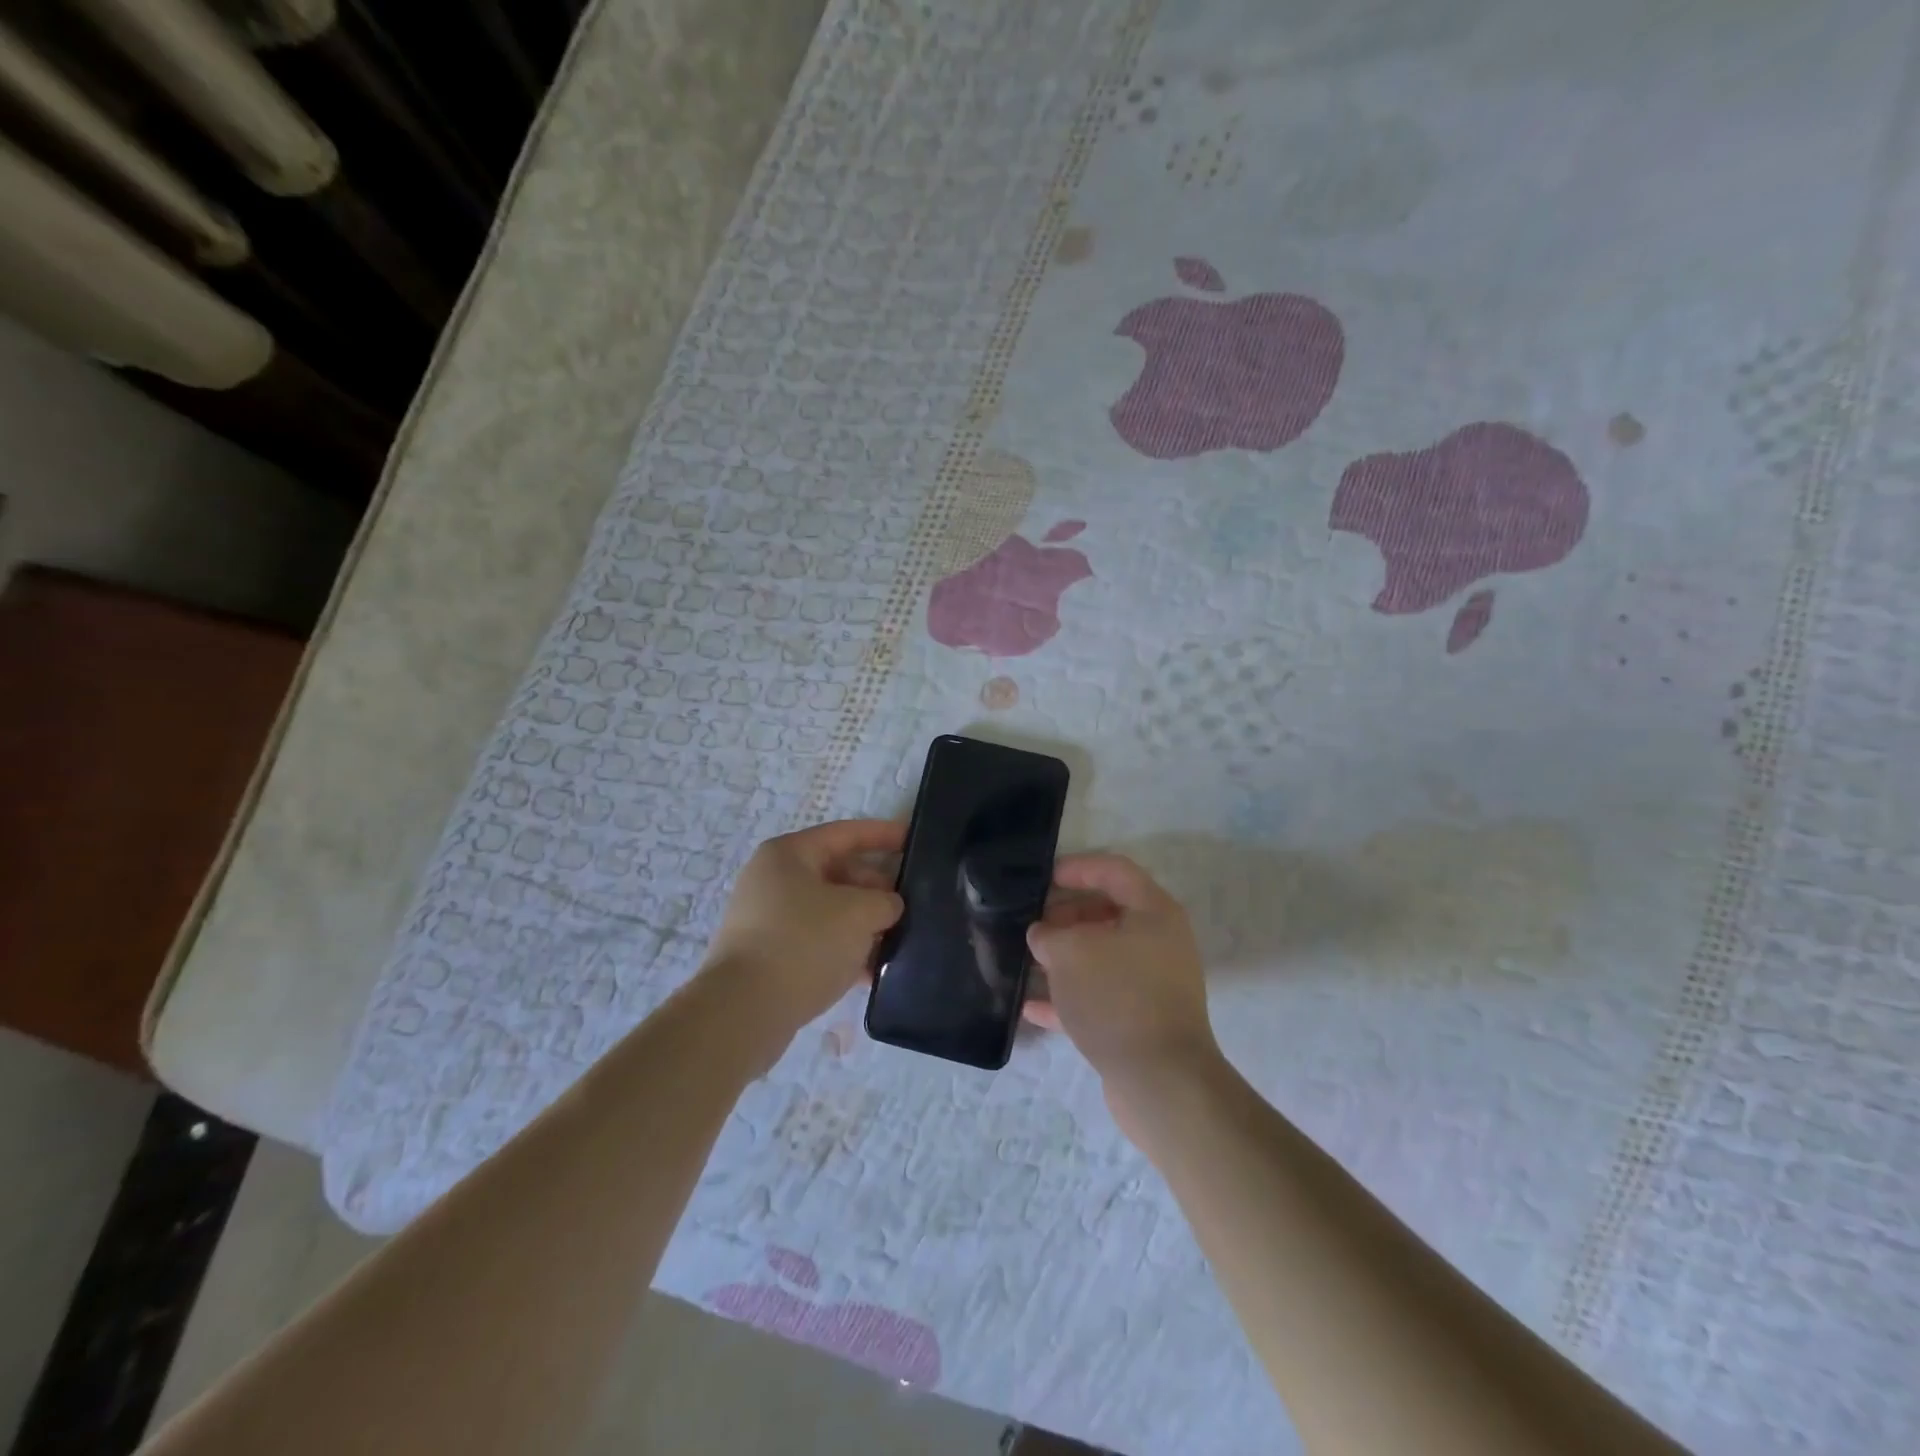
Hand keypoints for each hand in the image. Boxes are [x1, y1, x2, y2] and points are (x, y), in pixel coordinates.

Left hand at [703, 819, 904, 1037]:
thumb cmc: (804, 943)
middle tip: (910, 907)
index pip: (846, 834)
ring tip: (897, 942)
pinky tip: (870, 973)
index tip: (914, 841)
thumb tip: (888, 906)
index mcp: (789, 854)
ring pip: (828, 911)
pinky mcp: (766, 956)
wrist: (744, 1011)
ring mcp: (766, 920)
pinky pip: (815, 941)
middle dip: (876, 889)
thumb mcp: (859, 913)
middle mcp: (773, 880)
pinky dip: (843, 950)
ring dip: (862, 924)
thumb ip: (885, 901)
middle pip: (838, 873)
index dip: (884, 834)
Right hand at [1024, 854, 1220, 1126]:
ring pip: (1101, 957)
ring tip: (1024, 959)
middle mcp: (1159, 942)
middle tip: (1029, 924)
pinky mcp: (1141, 1020)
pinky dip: (1068, 997)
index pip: (1114, 870)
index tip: (1041, 878)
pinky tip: (1030, 1006)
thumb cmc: (1117, 998)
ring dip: (1064, 957)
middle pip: (1107, 913)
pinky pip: (1099, 996)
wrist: (1161, 1083)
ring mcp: (1151, 983)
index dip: (1076, 867)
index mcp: (1153, 912)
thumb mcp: (1071, 953)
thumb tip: (1042, 936)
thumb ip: (1048, 935)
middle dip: (1065, 916)